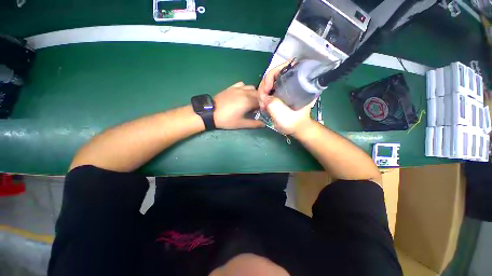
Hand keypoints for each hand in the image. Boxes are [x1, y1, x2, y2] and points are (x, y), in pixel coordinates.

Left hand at [213, 82, 263, 129]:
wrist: (210, 113)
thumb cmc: (227, 119)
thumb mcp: (241, 124)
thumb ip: (254, 124)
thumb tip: (264, 124)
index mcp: (248, 101)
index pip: (262, 102)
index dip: (263, 107)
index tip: (261, 112)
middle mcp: (245, 92)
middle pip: (258, 94)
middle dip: (259, 100)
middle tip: (256, 109)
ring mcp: (238, 88)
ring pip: (251, 87)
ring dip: (253, 94)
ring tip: (250, 101)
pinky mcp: (232, 87)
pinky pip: (242, 84)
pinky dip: (245, 88)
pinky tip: (242, 94)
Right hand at [257, 61, 312, 134]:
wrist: (296, 128)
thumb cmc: (293, 122)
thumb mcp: (282, 114)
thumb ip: (272, 104)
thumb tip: (264, 96)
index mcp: (296, 83)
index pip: (281, 69)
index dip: (270, 77)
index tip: (266, 91)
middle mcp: (290, 82)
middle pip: (272, 76)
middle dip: (263, 88)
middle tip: (262, 101)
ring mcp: (283, 88)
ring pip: (268, 84)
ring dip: (262, 93)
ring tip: (262, 105)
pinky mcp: (279, 94)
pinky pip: (268, 91)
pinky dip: (263, 97)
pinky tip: (263, 104)